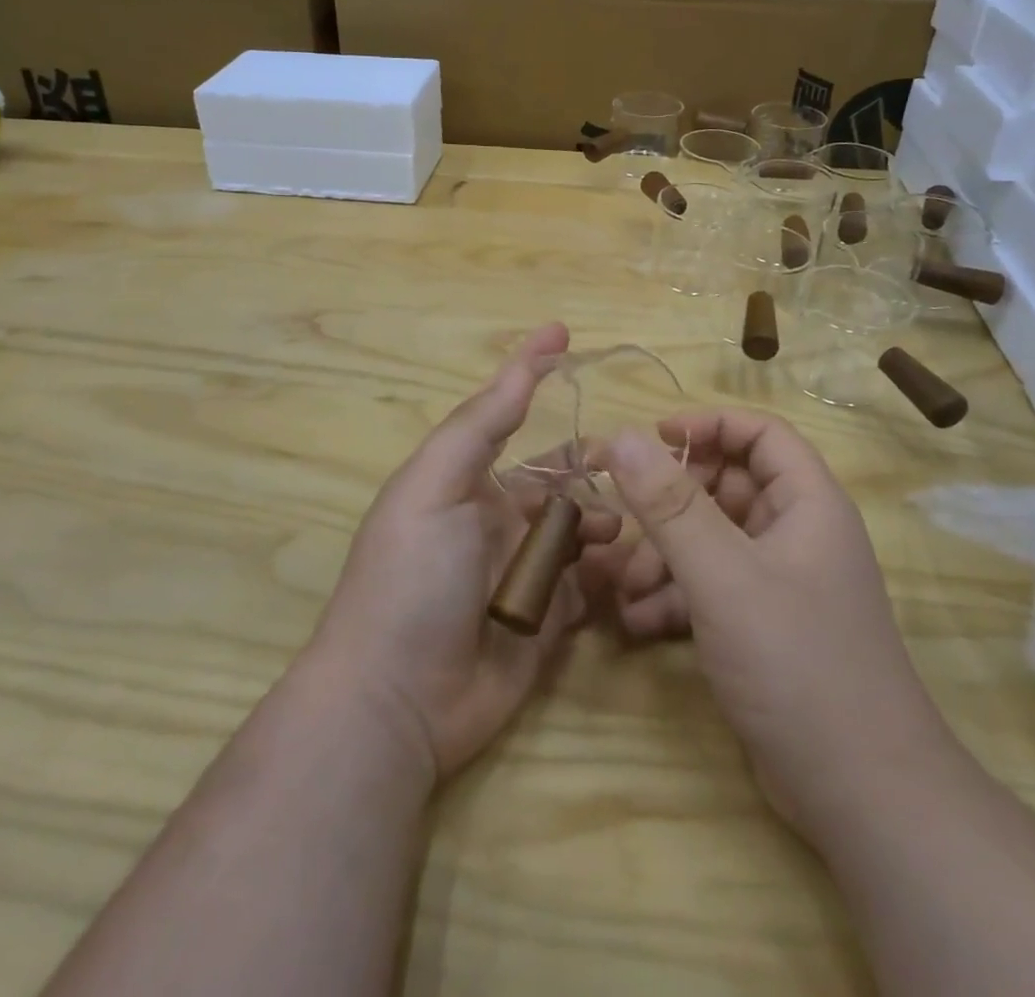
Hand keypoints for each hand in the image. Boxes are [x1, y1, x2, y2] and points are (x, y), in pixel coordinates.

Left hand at [308, 323, 620, 781]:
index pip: (509, 416)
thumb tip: (520, 367)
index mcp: (467, 483)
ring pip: (583, 528)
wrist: (398, 701)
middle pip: (560, 477)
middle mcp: (499, 520)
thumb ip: (478, 428)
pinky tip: (634, 567)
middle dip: (594, 466)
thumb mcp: (433, 487)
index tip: (563, 333)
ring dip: (609, 519)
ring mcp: (527, 571)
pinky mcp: (552, 621)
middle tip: (636, 464)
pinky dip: (614, 571)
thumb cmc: (411, 577)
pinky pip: (592, 584)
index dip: (533, 373)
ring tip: (629, 525)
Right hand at [597, 410, 948, 838]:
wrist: (860, 796)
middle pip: (726, 487)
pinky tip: (638, 623)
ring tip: (624, 589)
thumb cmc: (797, 662)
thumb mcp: (722, 575)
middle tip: (624, 522)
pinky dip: (674, 597)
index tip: (652, 437)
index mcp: (807, 504)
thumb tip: (620, 437)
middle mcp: (797, 534)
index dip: (708, 425)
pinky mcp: (762, 627)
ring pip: (711, 541)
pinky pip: (710, 588)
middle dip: (670, 505)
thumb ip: (669, 505)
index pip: (761, 434)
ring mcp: (780, 583)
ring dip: (663, 556)